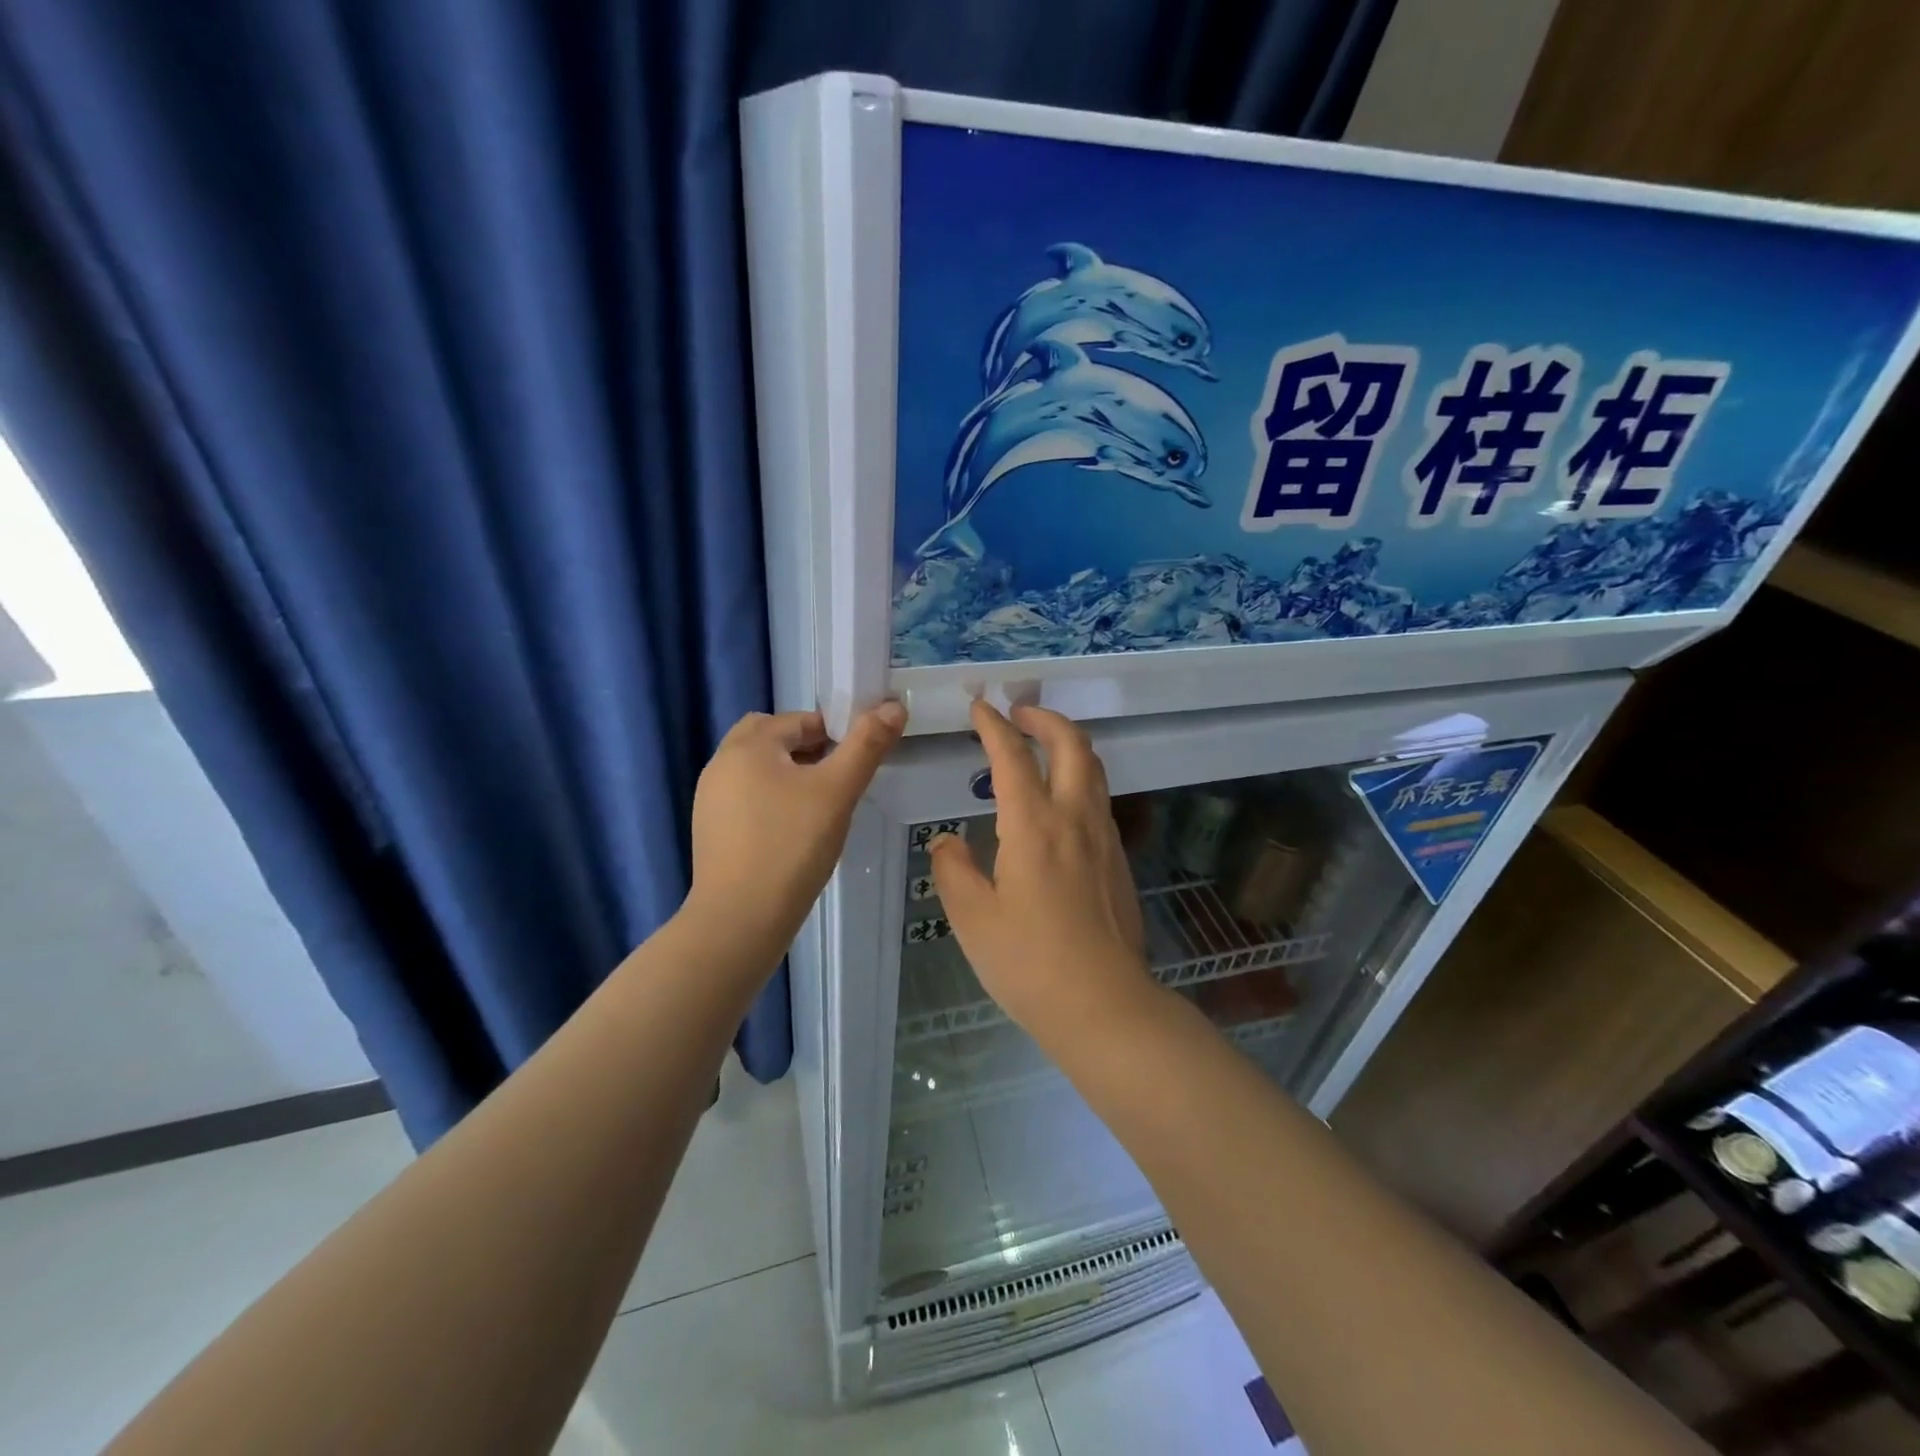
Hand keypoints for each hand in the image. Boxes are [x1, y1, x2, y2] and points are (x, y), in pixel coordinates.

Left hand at [685, 702, 906, 967]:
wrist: (740, 920)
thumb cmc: (792, 846)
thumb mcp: (837, 791)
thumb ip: (866, 745)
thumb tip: (894, 706)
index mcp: (748, 745)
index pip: (799, 720)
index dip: (834, 733)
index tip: (857, 762)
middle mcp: (721, 764)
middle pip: (770, 739)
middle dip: (806, 749)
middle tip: (836, 779)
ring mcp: (710, 800)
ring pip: (758, 770)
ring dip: (789, 775)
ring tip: (819, 807)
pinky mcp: (711, 831)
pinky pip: (747, 799)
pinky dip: (772, 802)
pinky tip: (793, 833)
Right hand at [930, 700, 1154, 1043]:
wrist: (1104, 1005)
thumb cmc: (1029, 962)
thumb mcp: (972, 918)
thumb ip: (953, 869)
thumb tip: (948, 841)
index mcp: (1034, 825)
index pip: (1012, 756)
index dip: (993, 726)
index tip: (979, 708)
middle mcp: (1075, 818)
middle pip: (1072, 745)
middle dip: (1045, 719)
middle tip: (1020, 713)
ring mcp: (1104, 838)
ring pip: (1093, 770)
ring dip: (1068, 745)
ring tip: (1041, 746)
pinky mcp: (1118, 860)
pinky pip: (1099, 800)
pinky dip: (1078, 778)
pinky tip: (1059, 804)